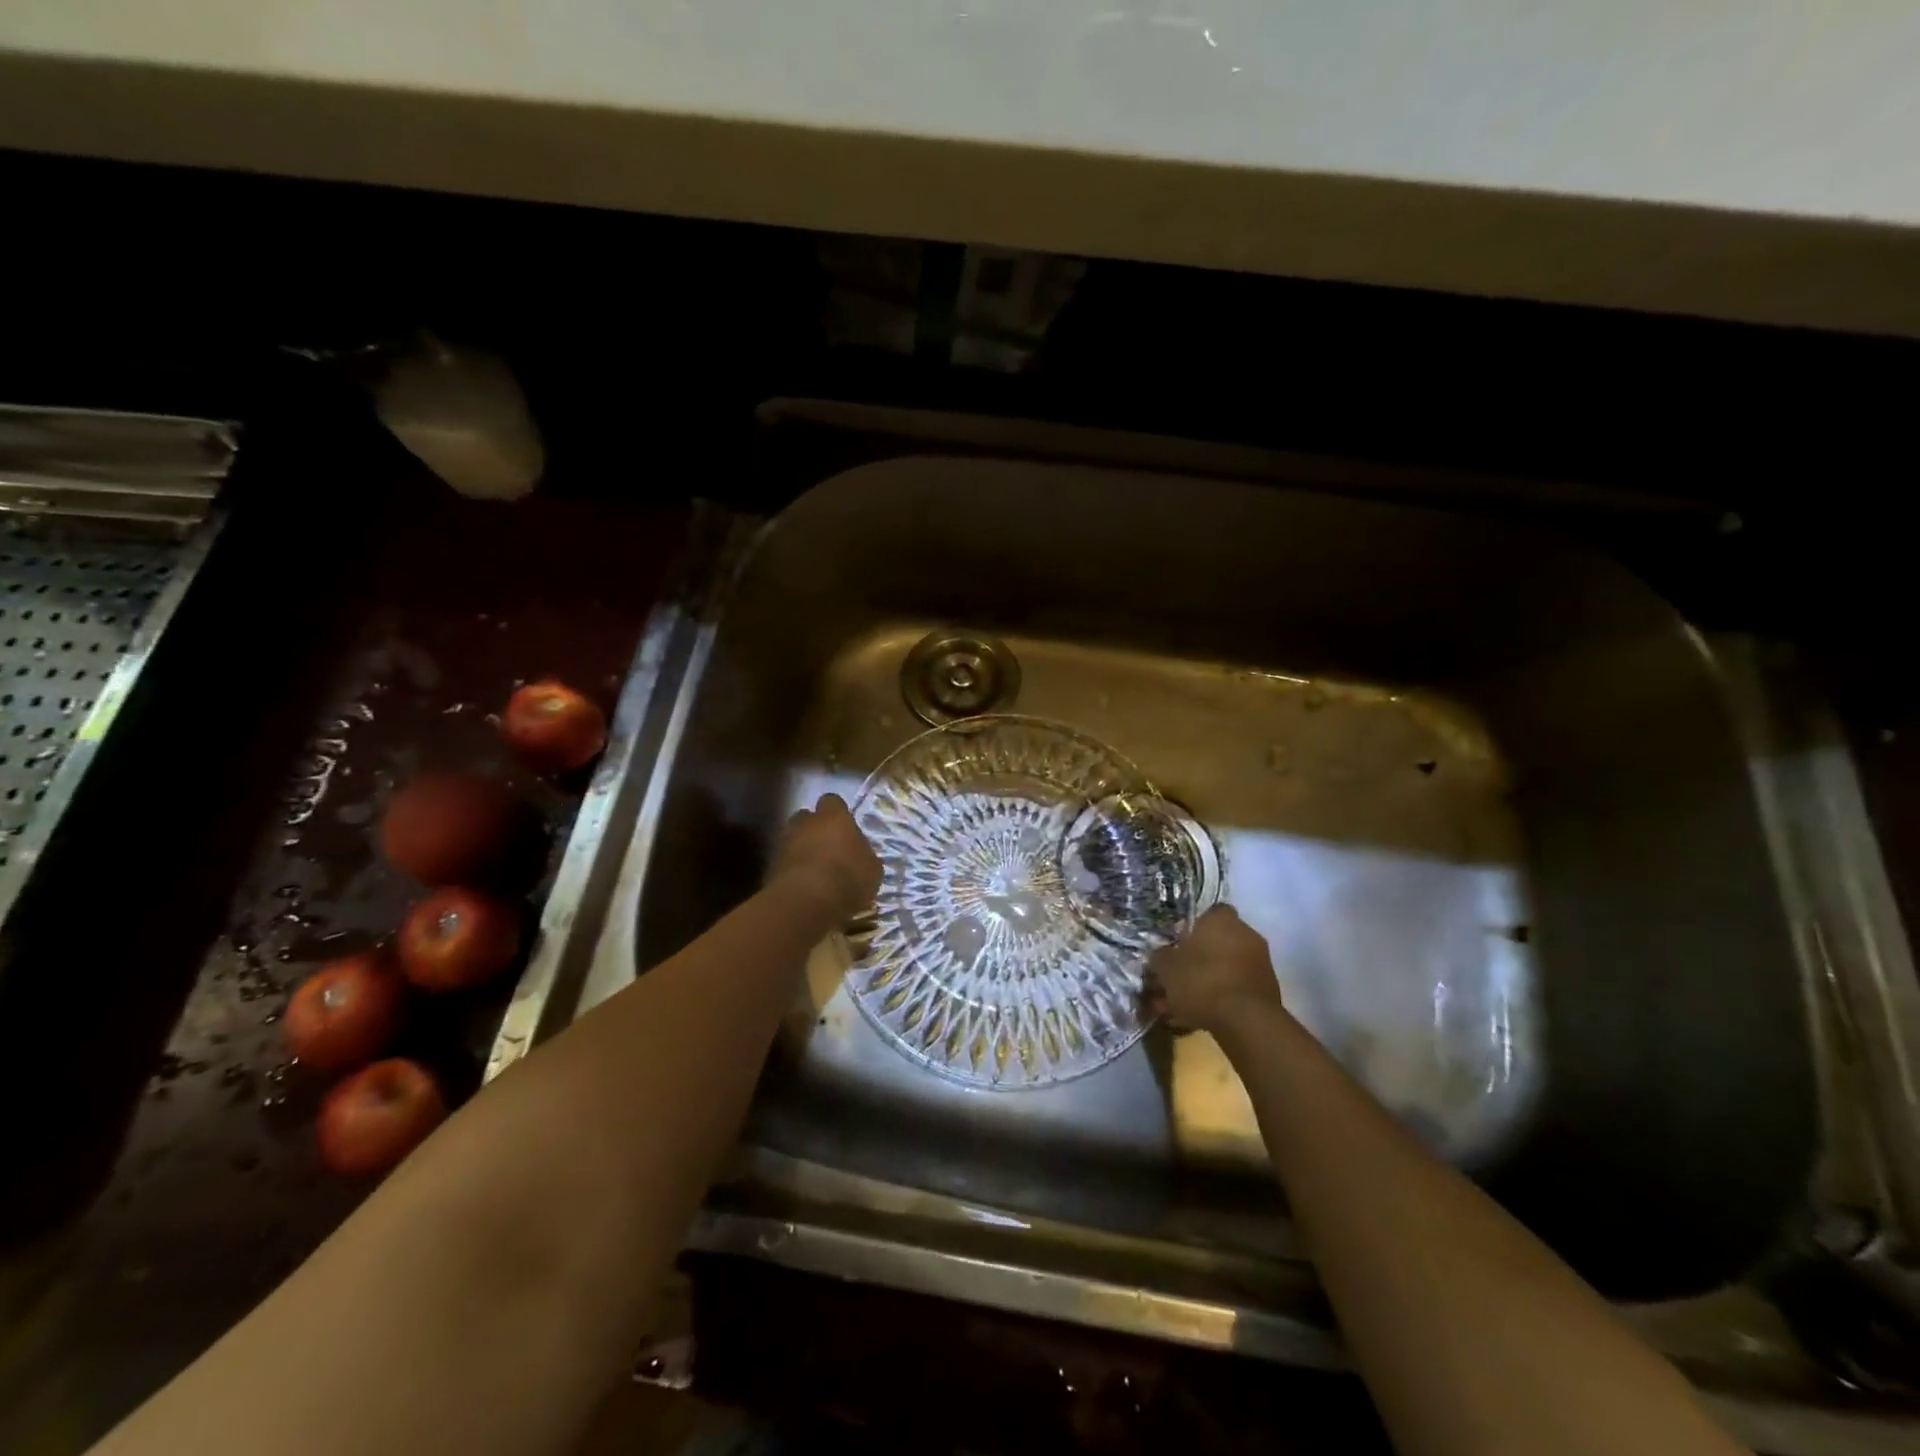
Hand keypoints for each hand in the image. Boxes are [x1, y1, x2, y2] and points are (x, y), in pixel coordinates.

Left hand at [770, 793, 881, 922]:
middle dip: (814, 829)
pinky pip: (784, 863)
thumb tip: (859, 855)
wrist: (805, 902)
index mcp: (833, 817)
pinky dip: (792, 871)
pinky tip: (804, 887)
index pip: (833, 802)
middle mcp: (806, 823)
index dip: (838, 814)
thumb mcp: (872, 869)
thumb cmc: (847, 878)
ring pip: (792, 839)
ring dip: (801, 850)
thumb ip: (863, 855)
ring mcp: (784, 843)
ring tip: (816, 871)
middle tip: (828, 848)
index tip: (845, 829)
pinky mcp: (770, 867)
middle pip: (807, 818)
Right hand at [1145, 905, 1285, 1033]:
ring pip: (1228, 967)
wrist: (1246, 1021)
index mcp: (1222, 919)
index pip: (1209, 912)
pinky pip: (1238, 988)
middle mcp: (1246, 934)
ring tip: (1186, 1004)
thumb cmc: (1202, 981)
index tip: (1180, 943)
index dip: (1193, 927)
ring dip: (1211, 980)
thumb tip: (1160, 955)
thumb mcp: (1167, 967)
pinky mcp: (1269, 990)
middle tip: (1180, 975)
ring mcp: (1262, 962)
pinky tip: (1203, 1016)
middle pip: (1219, 941)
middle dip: (1201, 957)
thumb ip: (1161, 957)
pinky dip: (1223, 997)